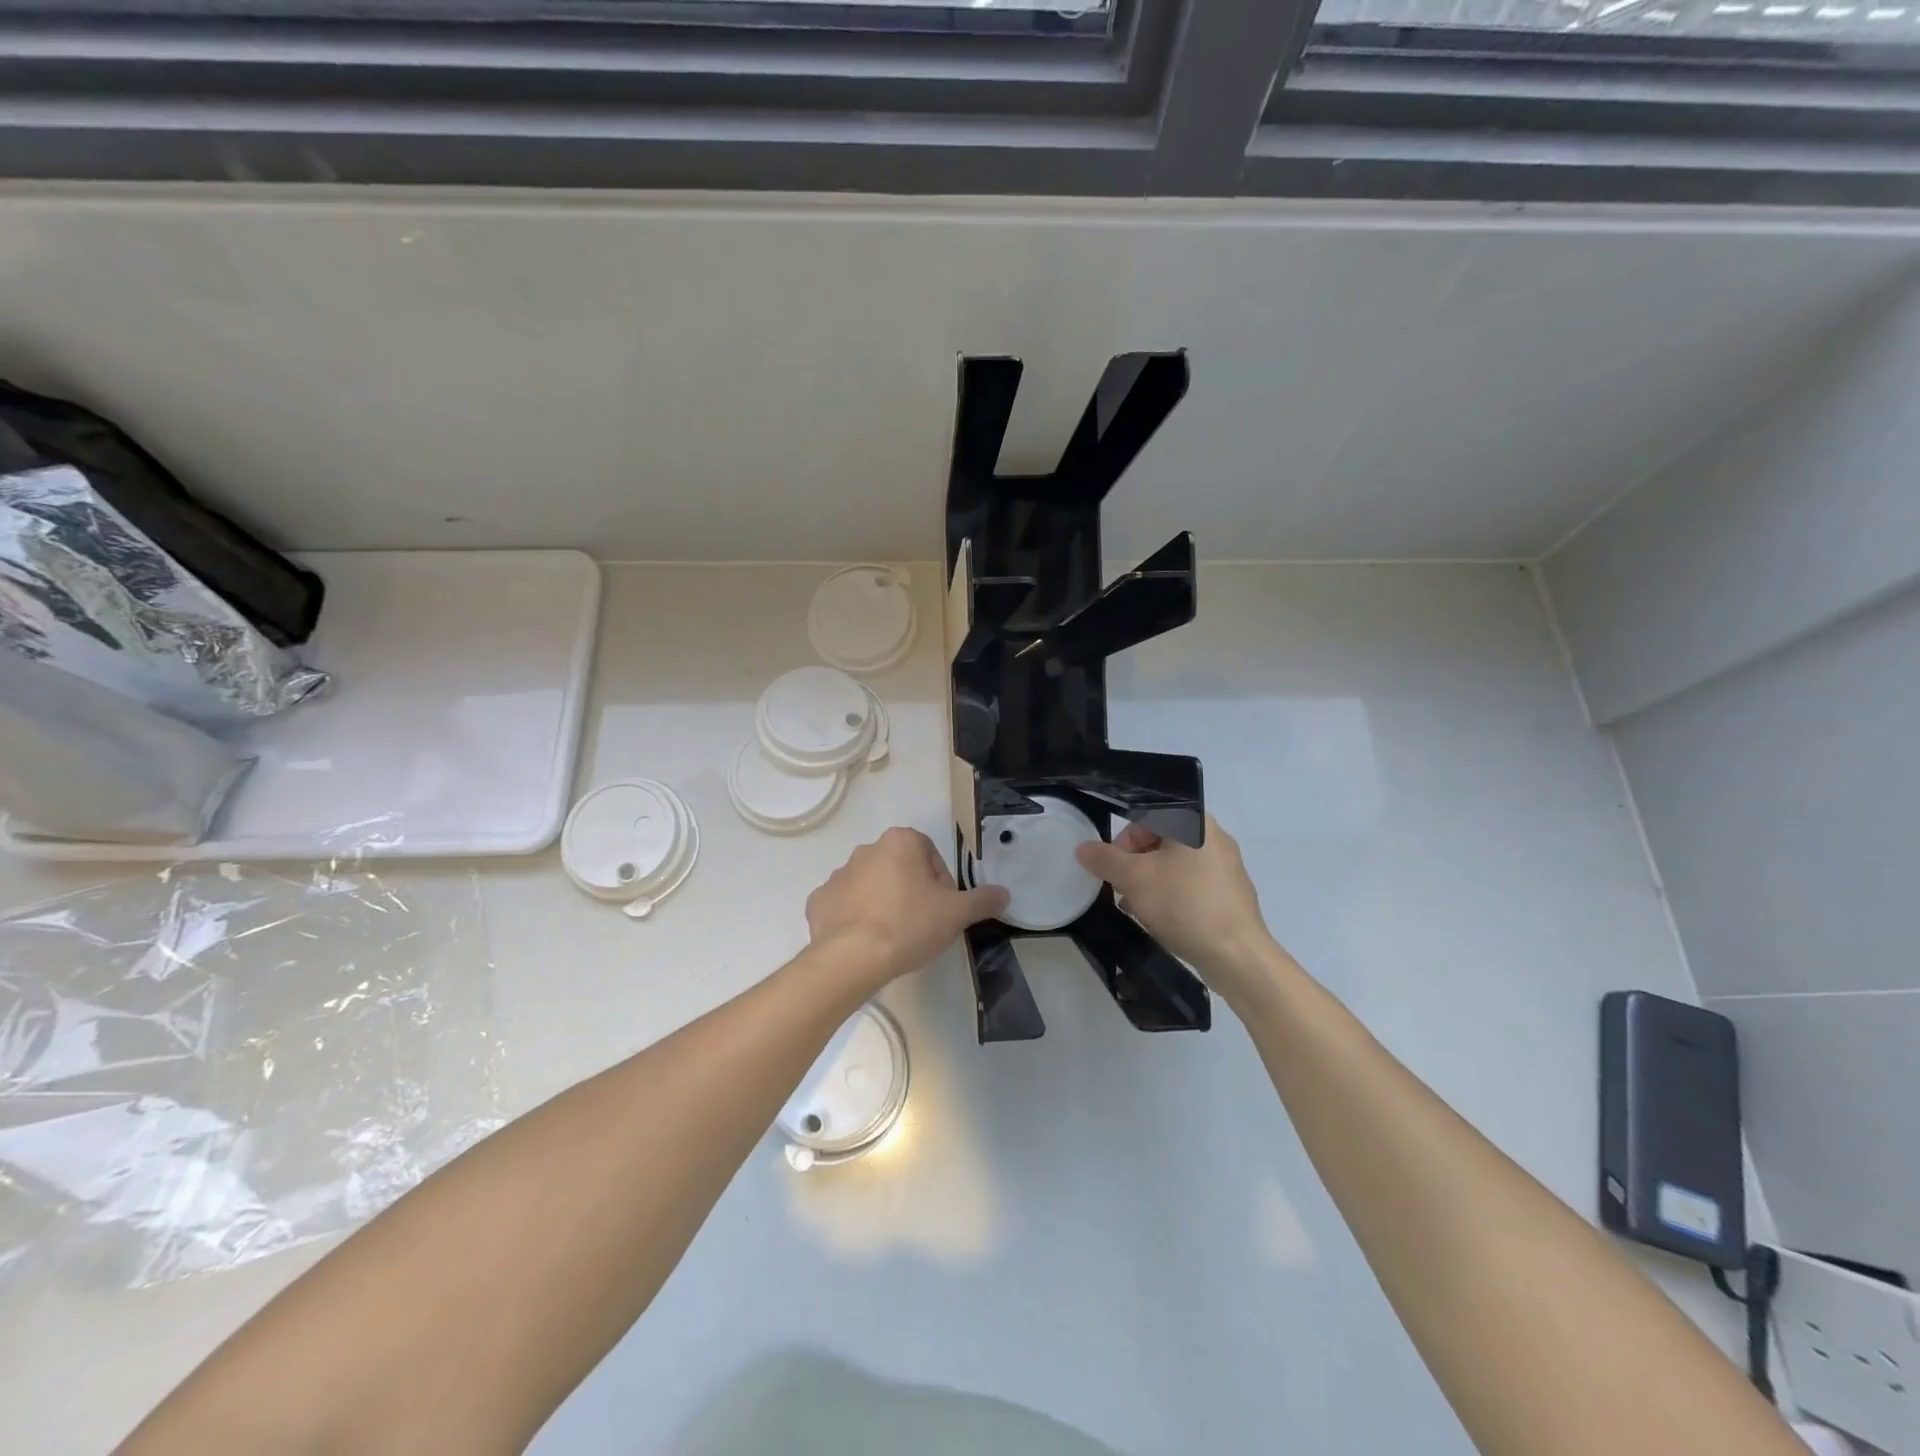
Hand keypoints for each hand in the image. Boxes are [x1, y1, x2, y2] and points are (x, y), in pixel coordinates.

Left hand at [806, 827, 1008, 987]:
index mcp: (901, 841)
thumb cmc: (909, 925)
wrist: (852, 958)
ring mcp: (838, 874)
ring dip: (883, 902)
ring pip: (871, 885)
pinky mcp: (819, 900)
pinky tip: (864, 942)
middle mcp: (867, 849)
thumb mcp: (956, 914)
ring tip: (892, 936)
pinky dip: (854, 918)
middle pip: (900, 868)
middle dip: (912, 891)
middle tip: (920, 924)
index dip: (941, 883)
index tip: (942, 910)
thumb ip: (982, 900)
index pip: (931, 856)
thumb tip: (1004, 893)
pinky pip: (844, 905)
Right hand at [1076, 815, 1276, 993]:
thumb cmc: (1184, 904)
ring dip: (1150, 882)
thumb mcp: (1134, 879)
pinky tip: (1161, 919)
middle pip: (1160, 841)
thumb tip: (1083, 848)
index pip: (1147, 816)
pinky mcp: (1231, 894)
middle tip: (1122, 890)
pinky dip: (1172, 896)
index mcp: (1195, 822)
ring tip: (1137, 908)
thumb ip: (1105, 859)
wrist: (1237, 955)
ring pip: (1175, 865)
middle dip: (1135, 865)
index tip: (1112, 868)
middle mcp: (1215, 837)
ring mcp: (1227, 866)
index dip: (1123, 841)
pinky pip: (1192, 885)